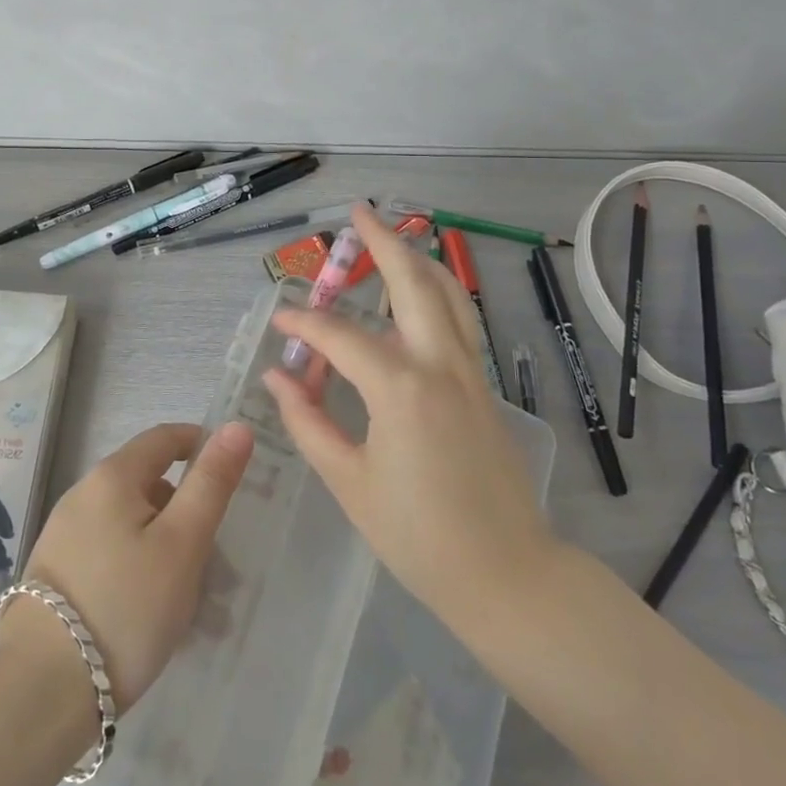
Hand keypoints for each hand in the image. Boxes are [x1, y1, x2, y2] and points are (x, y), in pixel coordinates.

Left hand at [17, 421, 252, 711]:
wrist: (41, 691)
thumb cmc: (126, 607)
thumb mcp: (182, 543)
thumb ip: (211, 483)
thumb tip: (237, 426)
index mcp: (112, 476)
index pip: (164, 438)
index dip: (201, 446)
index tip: (231, 478)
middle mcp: (82, 494)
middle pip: (148, 484)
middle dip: (187, 511)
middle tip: (217, 560)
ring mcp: (64, 534)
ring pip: (132, 524)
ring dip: (166, 547)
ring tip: (193, 602)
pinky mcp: (56, 572)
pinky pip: (111, 553)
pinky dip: (139, 568)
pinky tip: (153, 615)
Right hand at [262, 203, 557, 633]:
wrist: (507, 573)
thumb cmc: (418, 535)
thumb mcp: (349, 482)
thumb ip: (308, 422)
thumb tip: (279, 378)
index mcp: (399, 387)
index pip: (339, 335)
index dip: (303, 323)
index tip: (280, 321)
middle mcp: (438, 364)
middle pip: (411, 282)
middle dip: (382, 242)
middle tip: (357, 212)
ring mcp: (469, 372)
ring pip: (447, 293)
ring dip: (418, 258)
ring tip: (394, 235)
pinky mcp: (483, 386)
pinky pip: (459, 321)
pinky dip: (437, 292)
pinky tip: (420, 294)